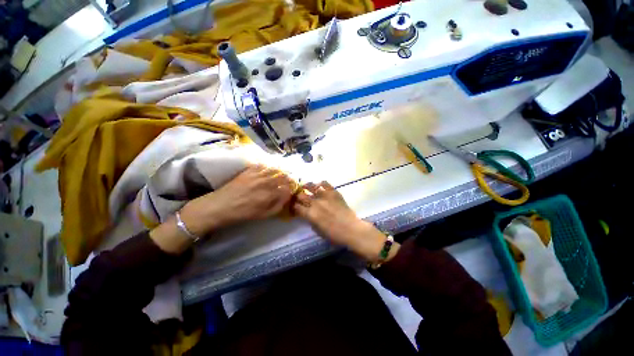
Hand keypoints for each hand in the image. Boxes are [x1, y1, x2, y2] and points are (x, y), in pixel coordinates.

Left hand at [186, 164, 294, 232]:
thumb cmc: (243, 213)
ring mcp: (258, 174)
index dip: (292, 189)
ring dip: (281, 171)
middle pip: (283, 177)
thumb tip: (287, 198)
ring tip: (282, 173)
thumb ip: (278, 206)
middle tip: (290, 180)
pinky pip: (263, 165)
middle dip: (289, 178)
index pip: (288, 188)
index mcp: (271, 194)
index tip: (292, 190)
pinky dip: (269, 166)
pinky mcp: (249, 170)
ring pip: (275, 169)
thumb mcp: (263, 215)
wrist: (221, 205)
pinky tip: (269, 168)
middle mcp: (267, 182)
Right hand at [293, 182, 398, 261]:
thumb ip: (310, 220)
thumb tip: (307, 214)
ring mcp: (325, 196)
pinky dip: (321, 183)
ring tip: (305, 186)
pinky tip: (320, 185)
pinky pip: (325, 183)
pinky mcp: (334, 192)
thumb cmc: (334, 234)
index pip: (296, 207)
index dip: (293, 206)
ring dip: (307, 186)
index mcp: (310, 214)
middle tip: (299, 196)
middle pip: (301, 195)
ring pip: (311, 186)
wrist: (351, 229)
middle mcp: (315, 203)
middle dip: (298, 196)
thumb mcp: (318, 231)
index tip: (294, 205)